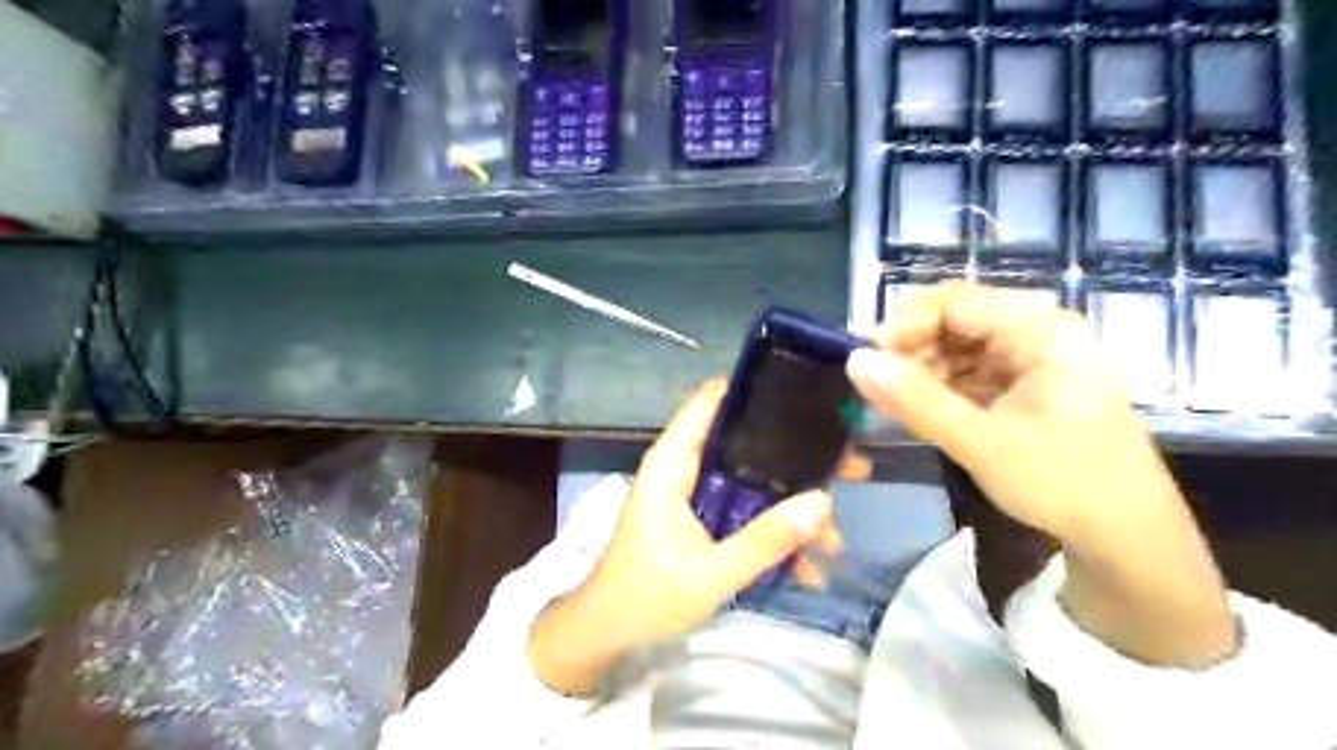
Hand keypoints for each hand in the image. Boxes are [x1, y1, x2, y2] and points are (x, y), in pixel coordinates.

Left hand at [530, 381, 849, 696]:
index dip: (755, 390)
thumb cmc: (647, 595)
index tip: (808, 394)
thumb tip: (823, 502)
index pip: (711, 401)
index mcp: (674, 463)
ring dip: (793, 506)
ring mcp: (698, 494)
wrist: (611, 632)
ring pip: (754, 483)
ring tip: (837, 536)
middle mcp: (687, 468)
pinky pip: (747, 513)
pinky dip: (775, 534)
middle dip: (797, 458)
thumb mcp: (712, 572)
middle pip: (746, 442)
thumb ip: (766, 540)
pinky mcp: (705, 519)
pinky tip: (809, 569)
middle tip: (850, 468)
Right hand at [851, 286, 1236, 667]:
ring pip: (962, 345)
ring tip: (896, 400)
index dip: (907, 323)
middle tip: (879, 382)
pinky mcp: (1029, 385)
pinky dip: (944, 386)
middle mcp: (1042, 333)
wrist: (1128, 539)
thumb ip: (915, 400)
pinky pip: (973, 370)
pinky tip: (922, 407)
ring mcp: (1036, 359)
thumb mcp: (980, 443)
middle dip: (913, 347)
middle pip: (960, 319)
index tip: (868, 357)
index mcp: (1044, 332)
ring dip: (925, 367)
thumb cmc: (1063, 484)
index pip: (958, 302)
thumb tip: (855, 361)